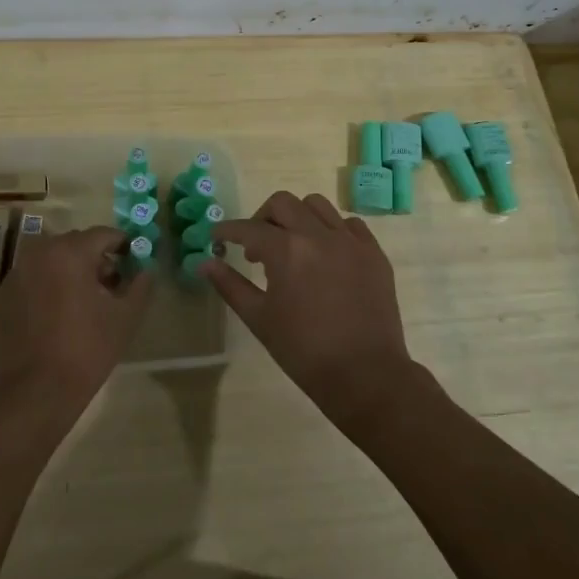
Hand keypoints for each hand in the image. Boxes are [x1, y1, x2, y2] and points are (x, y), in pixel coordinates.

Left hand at [0, 227, 151, 428]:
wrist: (31, 394)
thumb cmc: (85, 351)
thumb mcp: (125, 318)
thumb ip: (140, 285)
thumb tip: (145, 270)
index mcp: (69, 252)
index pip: (104, 234)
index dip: (123, 246)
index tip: (133, 263)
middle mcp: (38, 254)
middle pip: (75, 245)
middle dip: (95, 259)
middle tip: (110, 287)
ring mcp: (15, 276)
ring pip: (50, 262)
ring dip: (69, 273)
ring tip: (83, 305)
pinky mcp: (0, 299)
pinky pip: (32, 282)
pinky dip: (46, 289)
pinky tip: (55, 320)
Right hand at [202, 191, 419, 428]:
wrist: (364, 375)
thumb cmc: (304, 351)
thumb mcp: (259, 318)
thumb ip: (230, 285)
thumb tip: (204, 263)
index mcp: (287, 250)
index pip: (248, 228)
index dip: (227, 231)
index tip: (217, 237)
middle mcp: (318, 235)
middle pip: (282, 204)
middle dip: (262, 218)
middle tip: (256, 246)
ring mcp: (350, 241)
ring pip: (317, 205)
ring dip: (297, 217)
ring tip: (293, 244)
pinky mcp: (373, 252)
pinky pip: (349, 224)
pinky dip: (331, 229)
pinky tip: (326, 253)